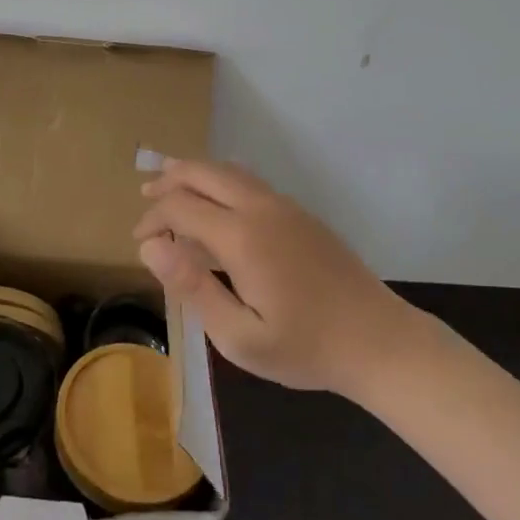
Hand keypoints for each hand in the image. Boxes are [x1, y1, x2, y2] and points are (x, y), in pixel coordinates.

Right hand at [132, 159, 425, 401]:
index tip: (140, 242)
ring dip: (196, 174)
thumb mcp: (240, 337)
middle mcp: (260, 208)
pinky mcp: (301, 214)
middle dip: (170, 181)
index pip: (181, 207)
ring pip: (229, 171)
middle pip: (205, 173)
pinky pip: (249, 182)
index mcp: (242, 236)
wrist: (380, 341)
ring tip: (171, 184)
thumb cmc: (305, 347)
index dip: (153, 219)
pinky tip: (216, 202)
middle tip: (146, 196)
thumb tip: (151, 247)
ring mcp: (285, 207)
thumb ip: (193, 287)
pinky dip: (220, 181)